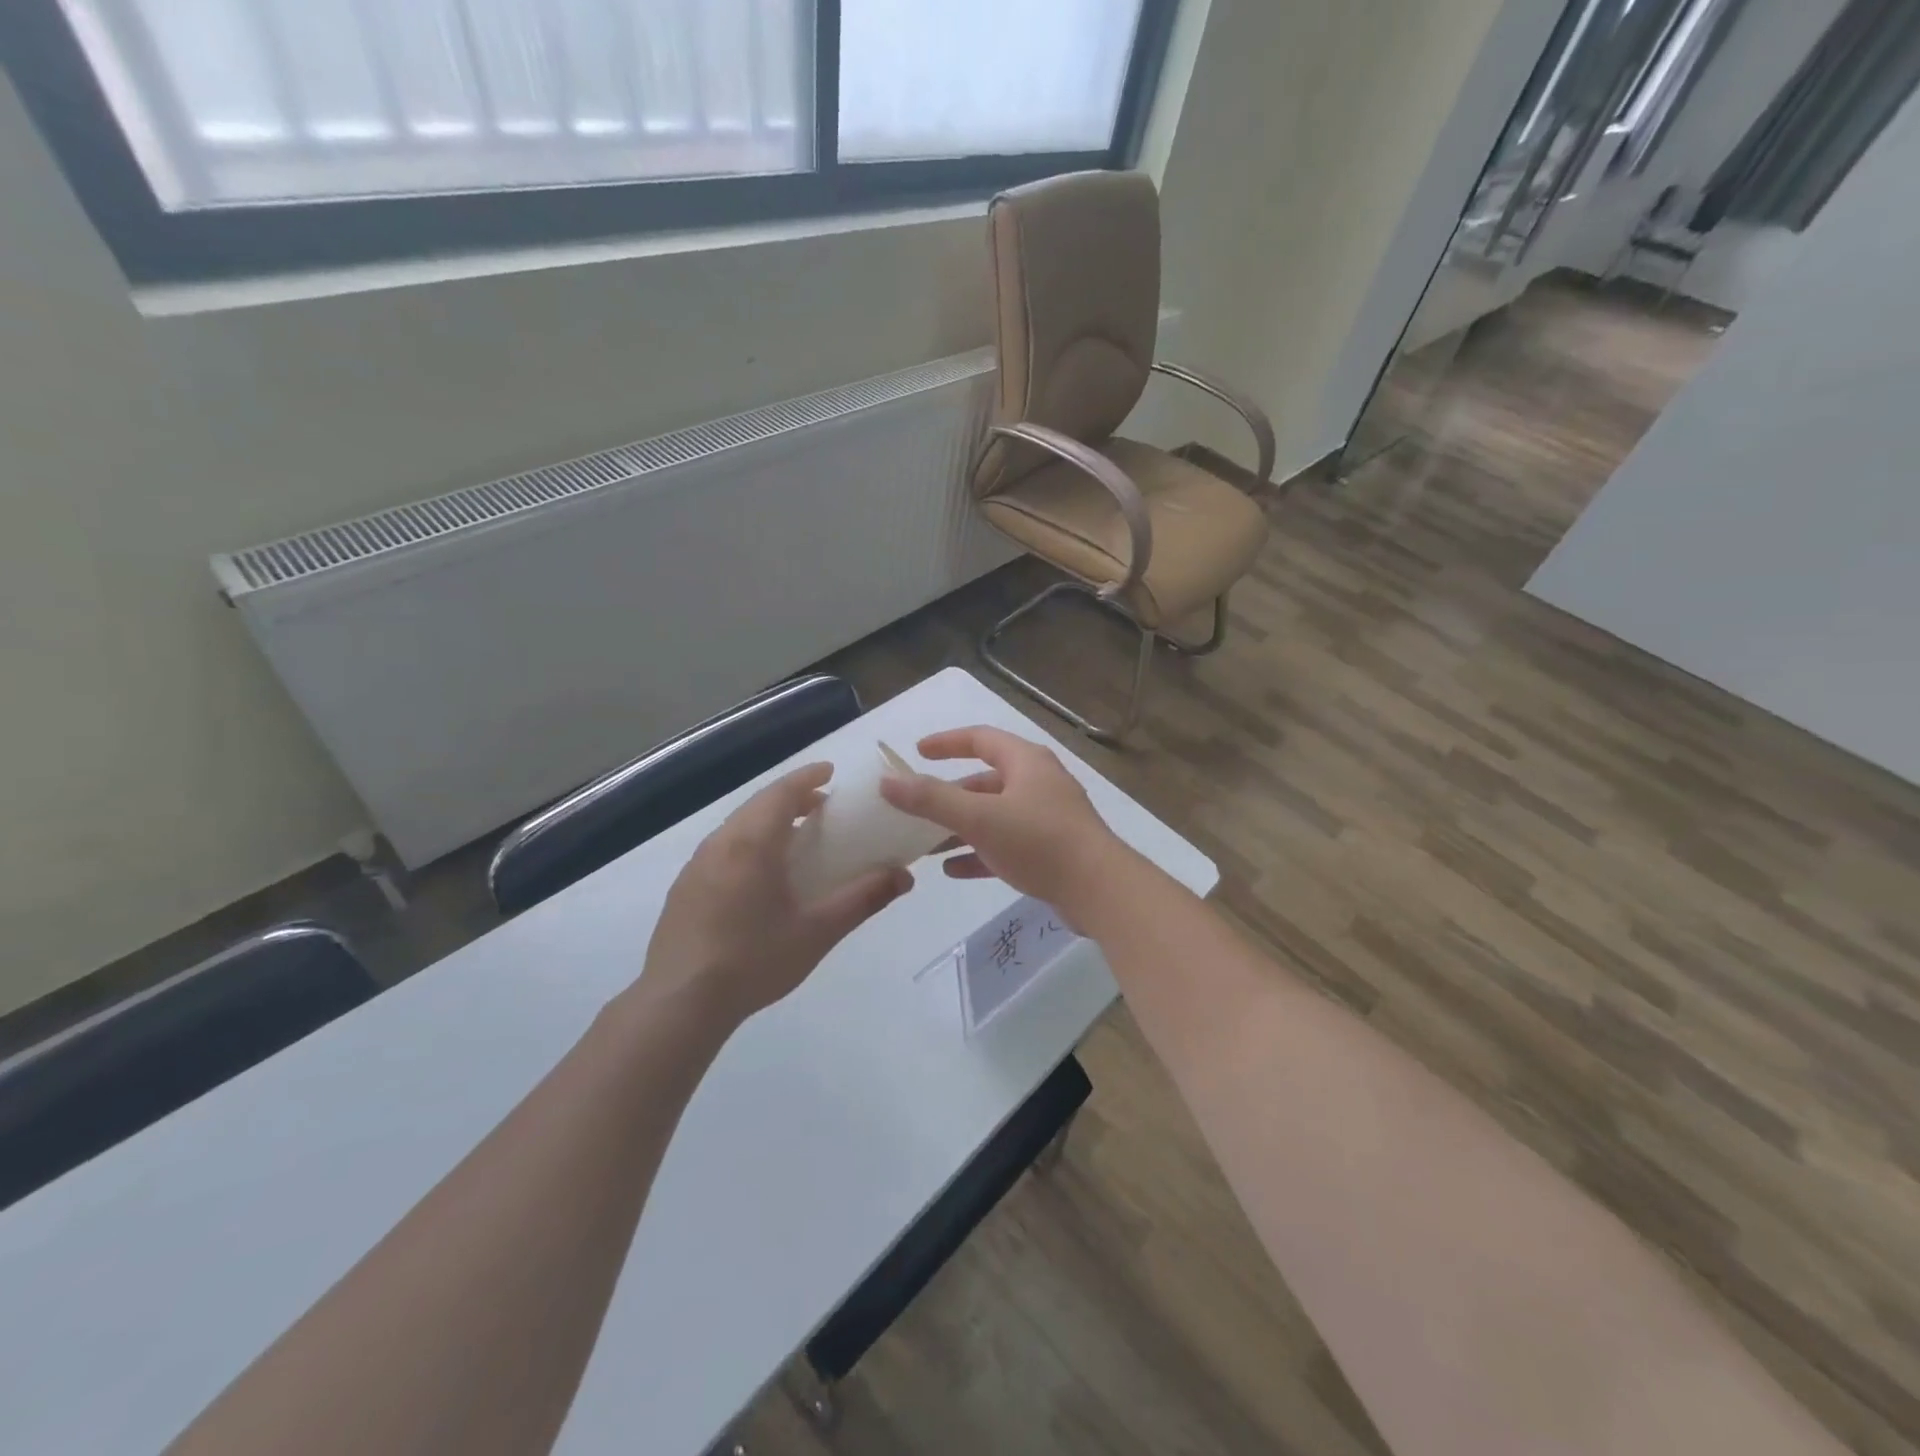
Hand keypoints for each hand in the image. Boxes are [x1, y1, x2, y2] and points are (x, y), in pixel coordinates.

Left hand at [640, 763, 912, 1027]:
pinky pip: (723, 848)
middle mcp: (721, 843)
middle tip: (822, 806)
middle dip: (792, 797)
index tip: (831, 771)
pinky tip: (761, 875)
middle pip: (759, 805)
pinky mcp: (684, 888)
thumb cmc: (754, 960)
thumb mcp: (818, 931)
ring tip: (796, 838)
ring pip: (738, 826)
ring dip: (769, 820)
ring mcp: (697, 865)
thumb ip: (863, 898)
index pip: (782, 792)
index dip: (808, 777)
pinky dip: (749, 842)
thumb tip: (904, 876)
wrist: (679, 1003)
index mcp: (752, 843)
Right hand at [878, 726, 1133, 924]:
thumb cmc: (1039, 841)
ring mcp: (1047, 818)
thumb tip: (887, 781)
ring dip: (960, 828)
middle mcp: (1038, 783)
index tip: (916, 753)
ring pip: (994, 816)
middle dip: (949, 795)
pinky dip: (980, 853)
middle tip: (916, 808)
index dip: (946, 742)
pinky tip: (954, 870)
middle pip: (985, 781)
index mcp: (1026, 762)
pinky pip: (1007, 844)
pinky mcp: (1051, 850)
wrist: (1100, 891)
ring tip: (926, 845)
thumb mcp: (979, 817)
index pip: (980, 739)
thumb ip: (931, 799)